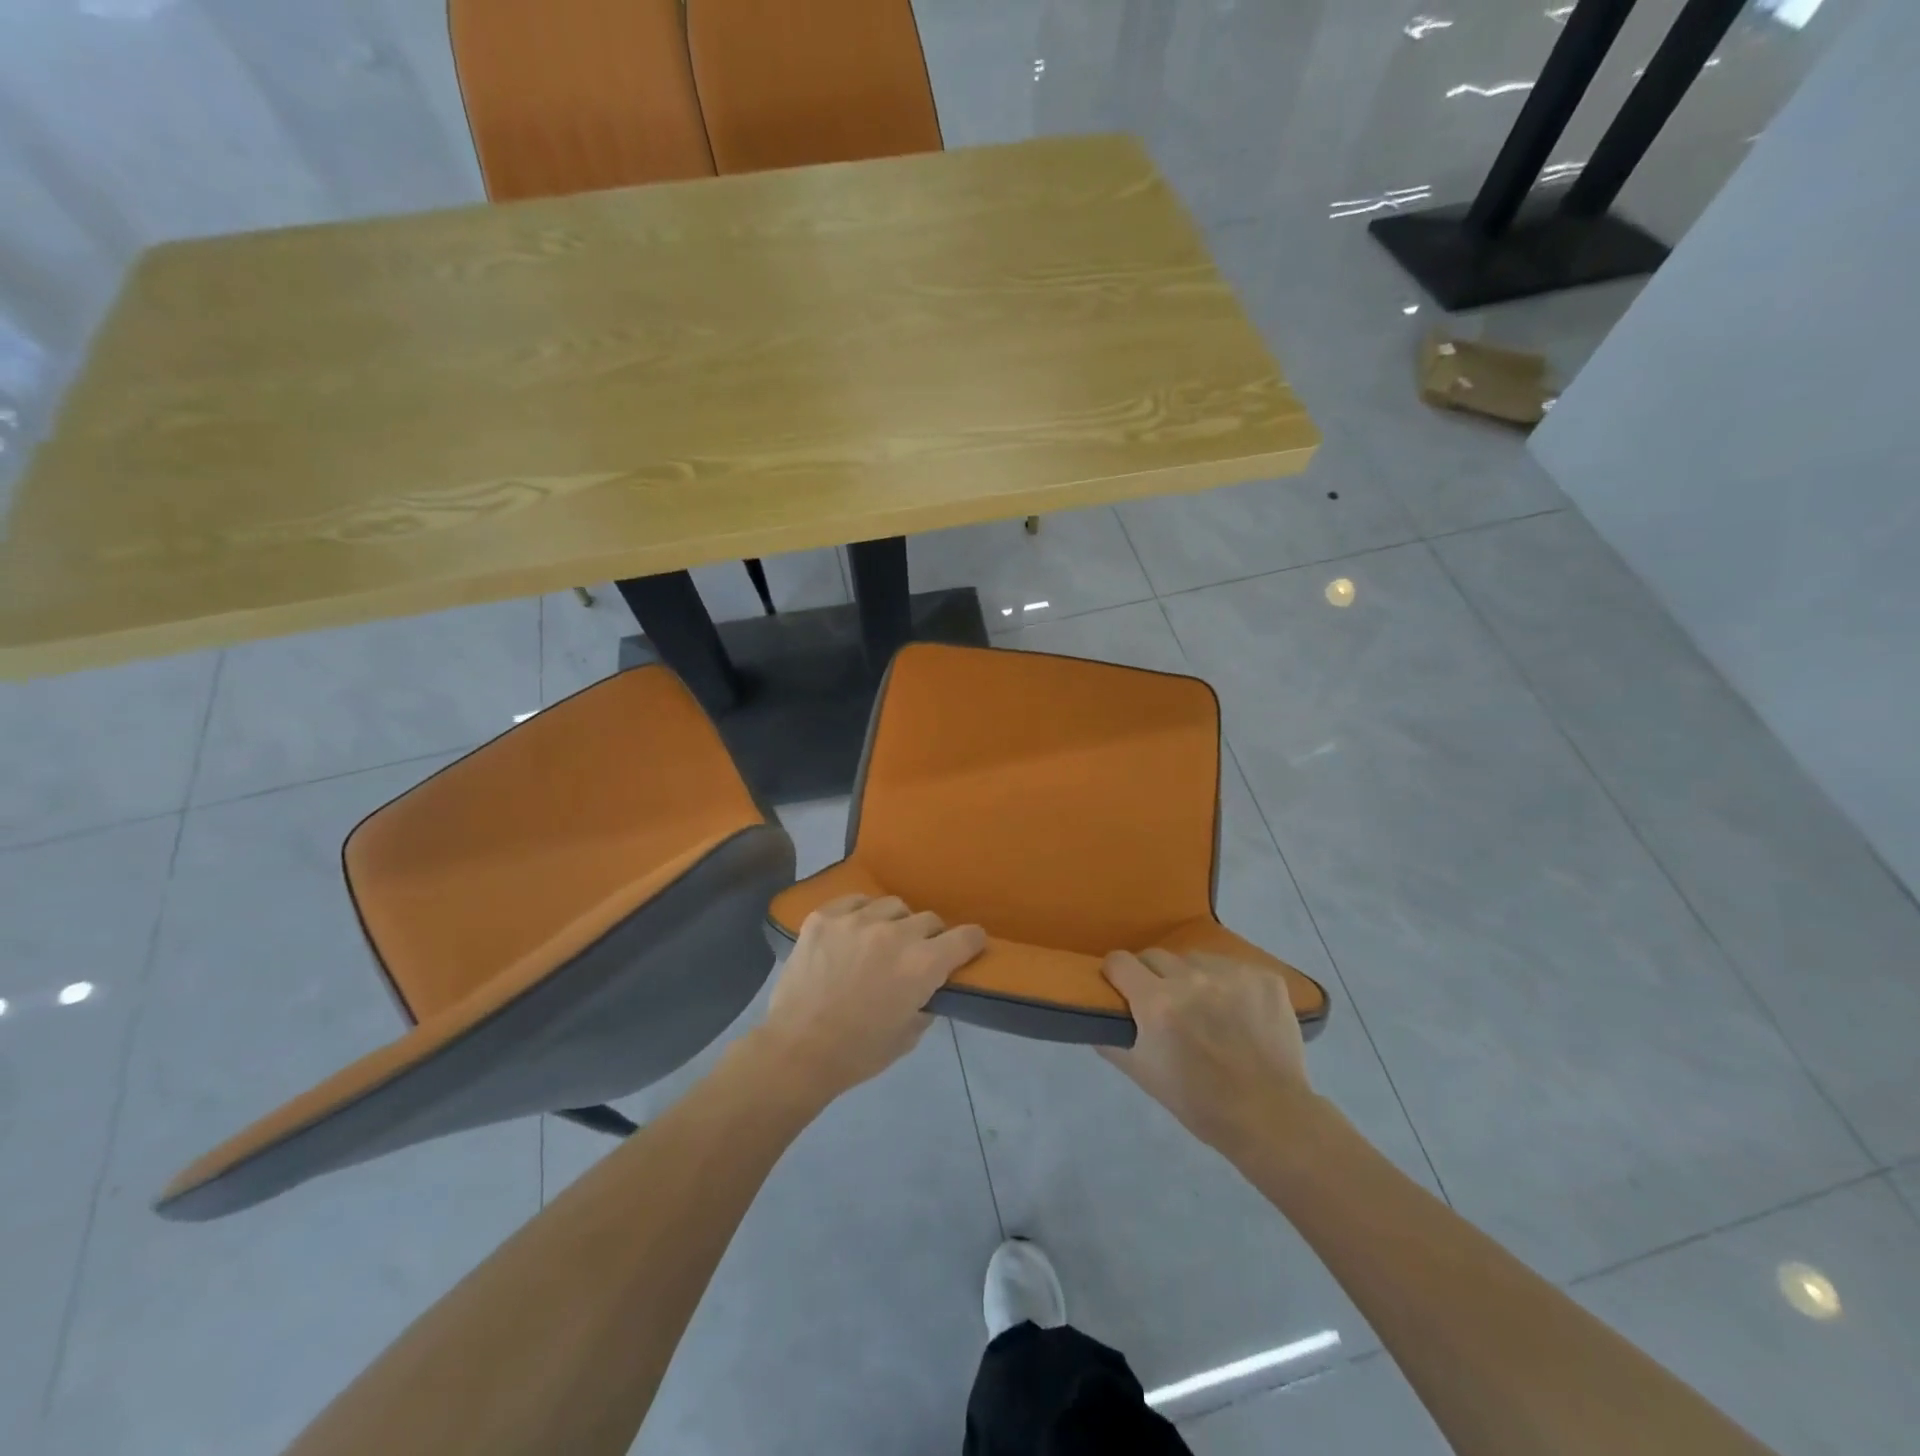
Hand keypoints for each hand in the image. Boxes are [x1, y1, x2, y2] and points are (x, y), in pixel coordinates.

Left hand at [755, 895, 985, 1101]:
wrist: (796, 1051)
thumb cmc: (858, 1053)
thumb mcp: (908, 1036)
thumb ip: (926, 1002)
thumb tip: (930, 986)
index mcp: (923, 965)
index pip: (965, 937)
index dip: (972, 942)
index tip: (969, 946)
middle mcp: (895, 934)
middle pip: (929, 919)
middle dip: (930, 937)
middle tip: (915, 955)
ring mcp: (856, 920)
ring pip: (893, 906)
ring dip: (895, 923)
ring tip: (881, 940)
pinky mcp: (824, 917)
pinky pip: (855, 901)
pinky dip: (861, 914)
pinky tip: (853, 931)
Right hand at [1099, 949, 1314, 1154]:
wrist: (1271, 1118)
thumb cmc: (1199, 1102)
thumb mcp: (1143, 1074)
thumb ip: (1111, 1039)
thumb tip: (1095, 1013)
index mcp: (1157, 1002)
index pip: (1119, 961)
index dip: (1116, 975)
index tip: (1122, 989)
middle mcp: (1191, 978)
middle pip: (1155, 956)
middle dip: (1152, 977)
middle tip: (1164, 1005)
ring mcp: (1232, 974)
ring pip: (1194, 959)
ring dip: (1191, 977)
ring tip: (1205, 1008)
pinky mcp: (1264, 977)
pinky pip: (1231, 967)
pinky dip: (1228, 984)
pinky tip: (1238, 1011)